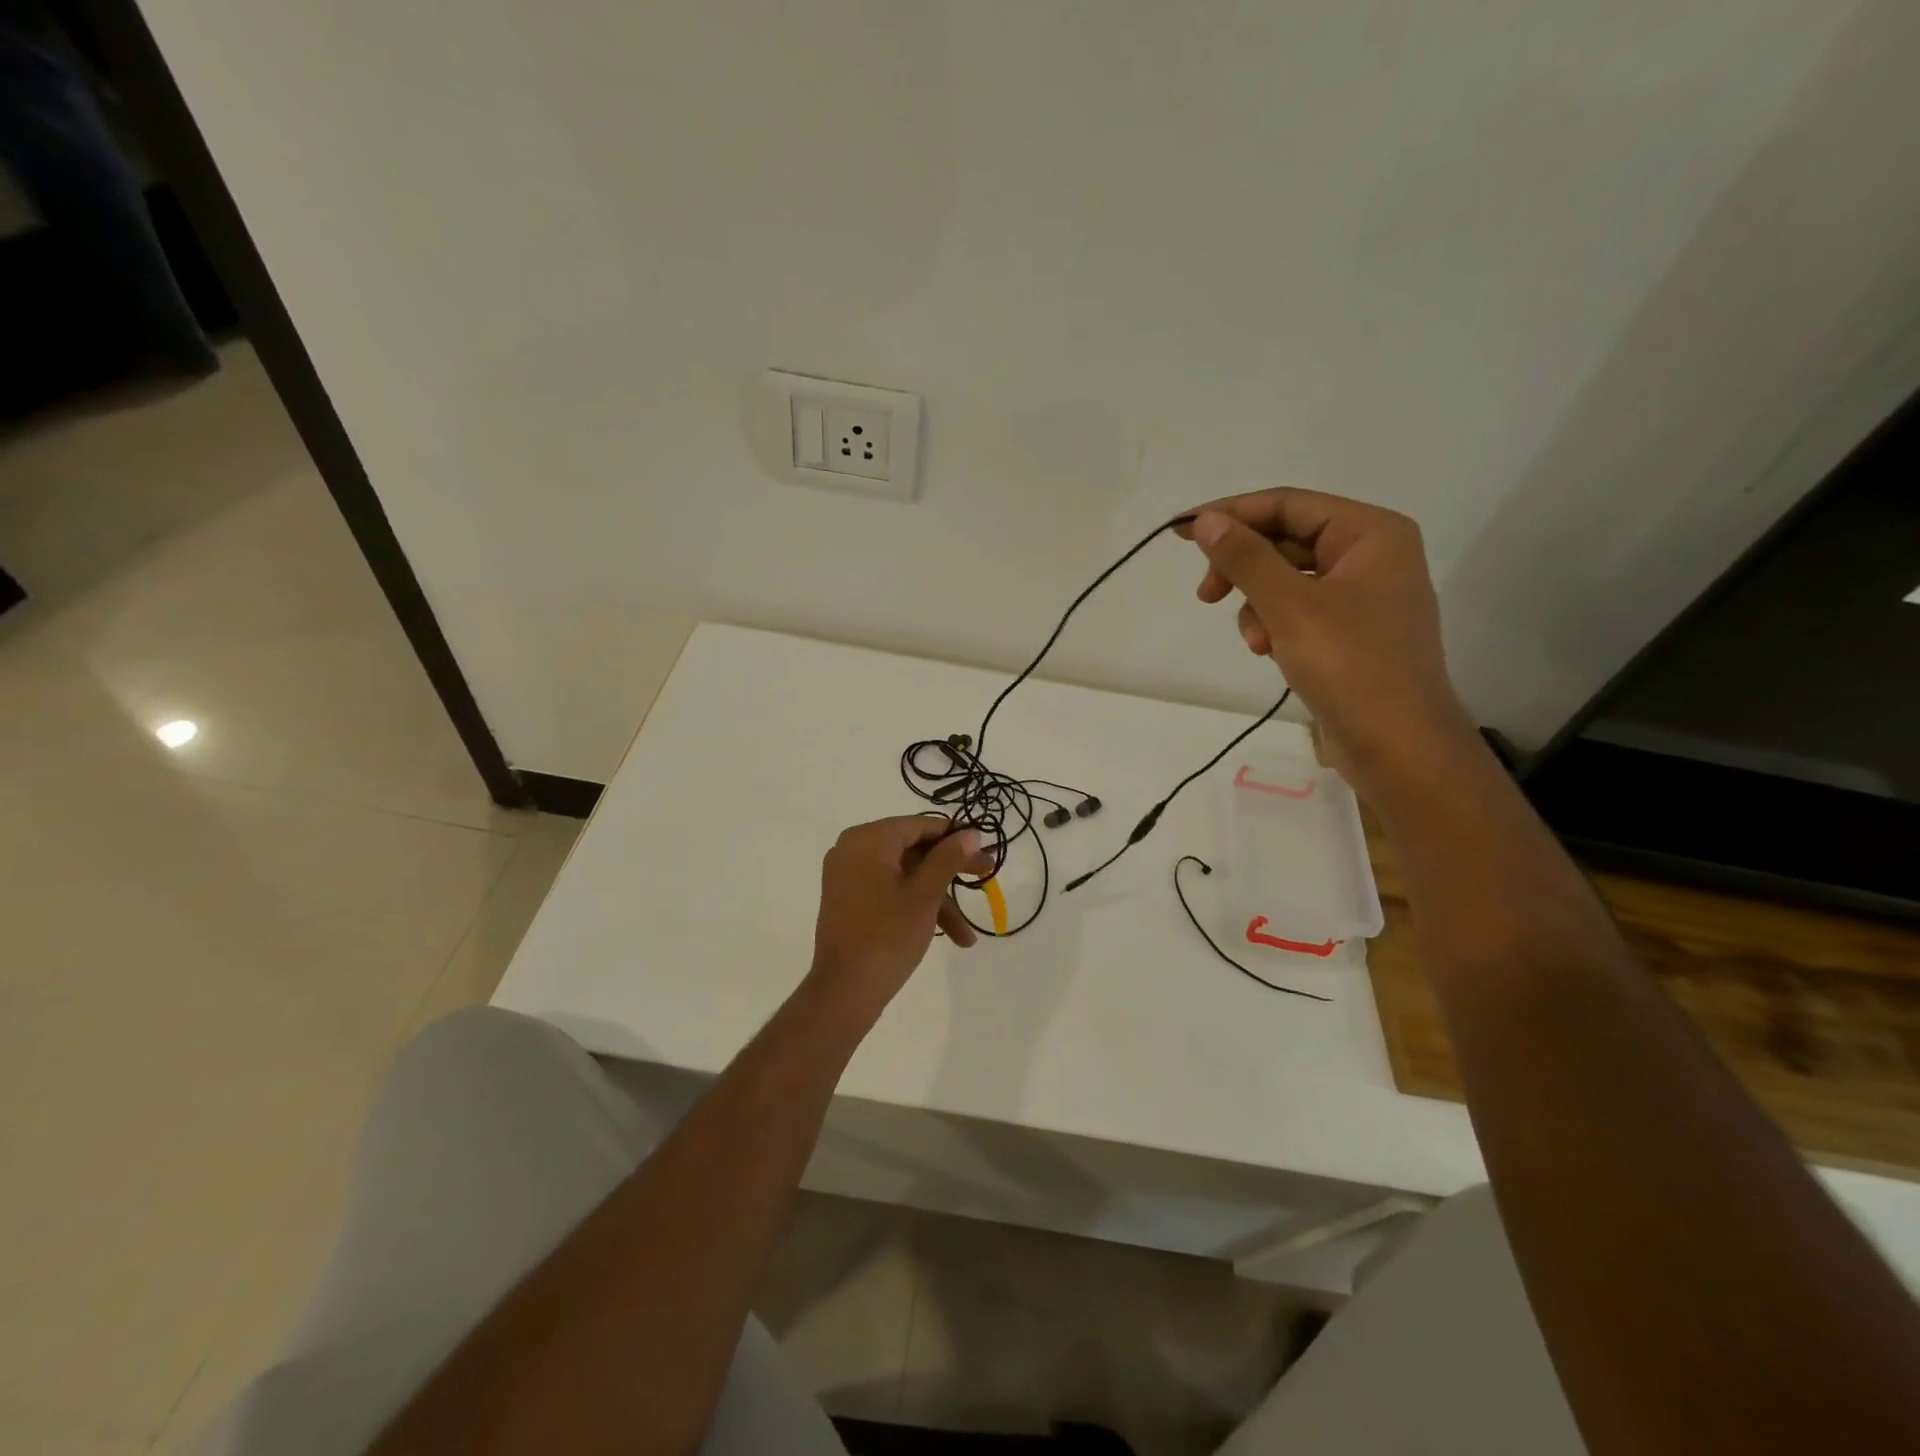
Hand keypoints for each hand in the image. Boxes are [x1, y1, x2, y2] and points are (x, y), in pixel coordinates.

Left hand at [807, 816, 994, 1014]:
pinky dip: (915, 907)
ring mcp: (848, 876)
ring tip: (967, 936)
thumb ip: (949, 858)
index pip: (919, 825)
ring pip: (904, 876)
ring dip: (937, 901)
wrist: (843, 992)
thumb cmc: (887, 935)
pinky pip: (889, 891)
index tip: (985, 849)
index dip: (955, 836)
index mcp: (868, 839)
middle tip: (987, 878)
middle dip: (951, 871)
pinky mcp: (849, 901)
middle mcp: (853, 850)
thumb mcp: (925, 894)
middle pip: (913, 850)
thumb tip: (972, 833)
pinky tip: (946, 936)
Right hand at [1177, 488, 1481, 798]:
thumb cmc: (1351, 666)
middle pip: (1286, 540)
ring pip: (1287, 579)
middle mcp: (1372, 555)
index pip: (1288, 504)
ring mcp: (1363, 595)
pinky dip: (1275, 624)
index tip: (1182, 531)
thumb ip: (1245, 558)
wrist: (1399, 747)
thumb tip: (1206, 520)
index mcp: (1371, 533)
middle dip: (1244, 568)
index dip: (1232, 514)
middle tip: (1205, 595)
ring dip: (1257, 604)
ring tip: (1255, 642)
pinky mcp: (1351, 632)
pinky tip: (1268, 652)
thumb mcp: (1289, 606)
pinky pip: (1298, 609)